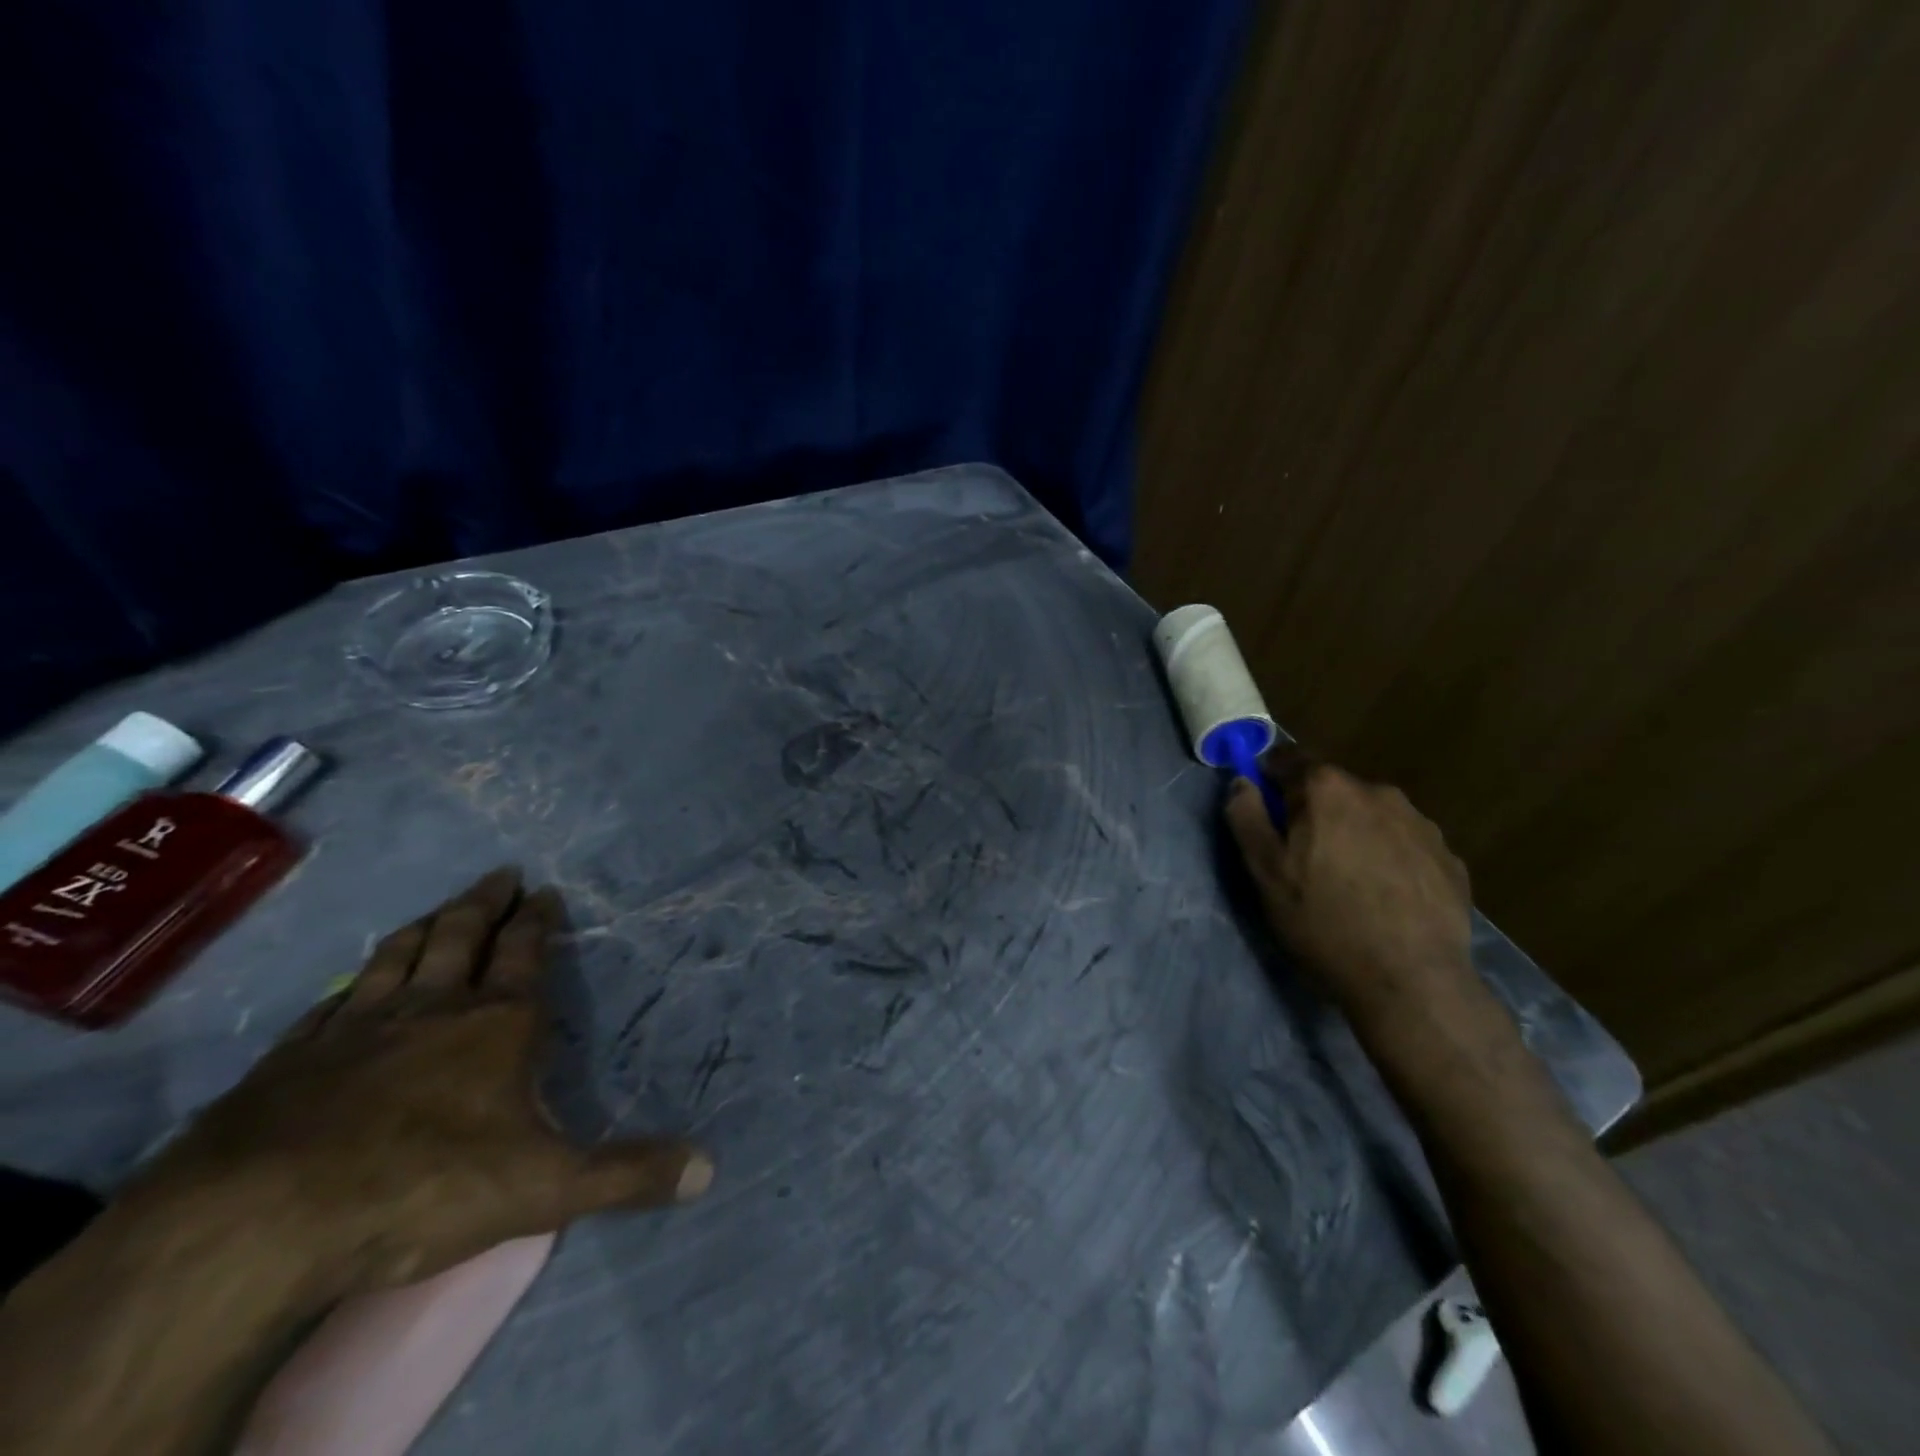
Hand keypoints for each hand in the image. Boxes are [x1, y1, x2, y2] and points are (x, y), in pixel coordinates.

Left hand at [117, 867, 712, 1303]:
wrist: (256, 1227)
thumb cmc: (424, 1188)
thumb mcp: (547, 1188)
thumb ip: (628, 1175)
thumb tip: (710, 1169)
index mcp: (497, 1024)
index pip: (525, 953)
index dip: (537, 920)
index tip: (544, 890)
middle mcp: (431, 1008)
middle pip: (462, 937)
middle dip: (486, 903)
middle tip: (500, 874)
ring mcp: (355, 1028)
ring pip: (397, 956)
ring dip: (424, 926)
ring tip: (440, 909)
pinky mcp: (290, 1060)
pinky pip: (332, 1002)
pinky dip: (353, 982)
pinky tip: (350, 984)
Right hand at [1225, 750, 1482, 1042]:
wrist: (1412, 981)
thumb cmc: (1323, 922)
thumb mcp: (1265, 872)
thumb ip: (1247, 817)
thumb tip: (1242, 782)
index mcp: (1328, 789)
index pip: (1288, 760)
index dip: (1269, 782)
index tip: (1263, 813)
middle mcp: (1378, 792)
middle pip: (1331, 788)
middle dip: (1312, 810)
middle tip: (1301, 857)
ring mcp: (1421, 824)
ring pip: (1370, 815)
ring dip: (1352, 833)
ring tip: (1346, 881)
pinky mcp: (1449, 858)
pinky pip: (1403, 844)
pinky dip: (1387, 857)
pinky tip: (1383, 897)